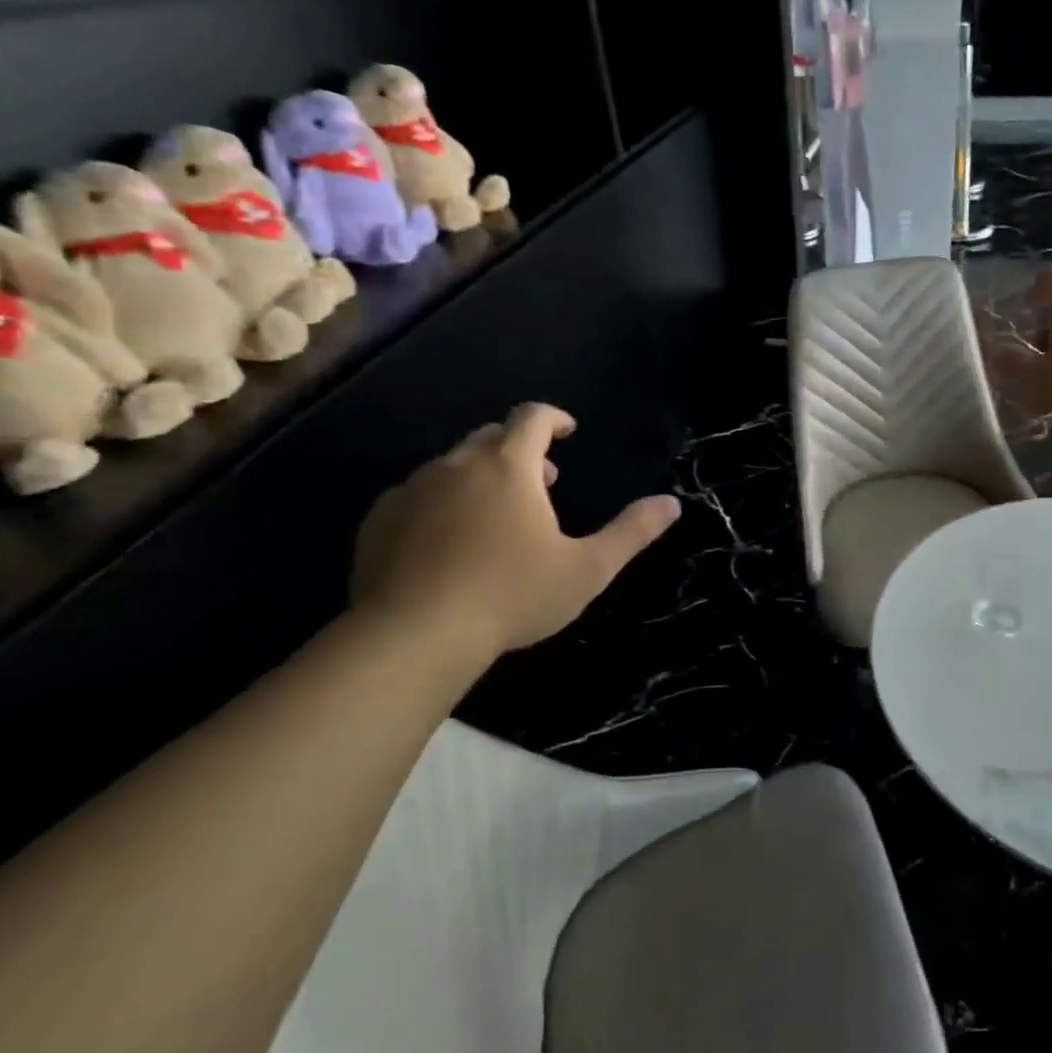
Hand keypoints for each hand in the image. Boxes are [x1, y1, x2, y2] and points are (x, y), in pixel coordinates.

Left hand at [351, 403, 680, 660]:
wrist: (414, 635)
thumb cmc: (513, 594)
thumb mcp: (587, 568)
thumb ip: (632, 532)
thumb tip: (672, 503)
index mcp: (508, 466)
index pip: (532, 417)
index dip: (554, 418)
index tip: (568, 432)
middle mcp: (456, 464)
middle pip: (491, 437)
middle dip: (521, 449)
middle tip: (543, 482)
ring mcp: (412, 490)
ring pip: (452, 466)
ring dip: (481, 477)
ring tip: (498, 516)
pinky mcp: (379, 520)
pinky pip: (417, 495)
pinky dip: (441, 503)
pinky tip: (449, 542)